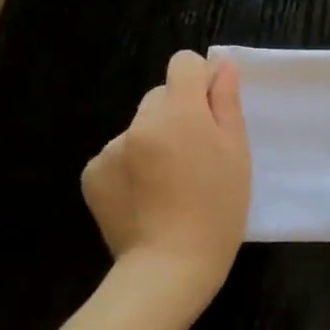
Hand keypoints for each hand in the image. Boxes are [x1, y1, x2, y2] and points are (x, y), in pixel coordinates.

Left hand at [82, 51, 251, 288]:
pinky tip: (147, 195)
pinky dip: (133, 166)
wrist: (170, 266)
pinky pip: (118, 153)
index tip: (213, 107)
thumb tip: (223, 67)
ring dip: (155, 140)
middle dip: (179, 113)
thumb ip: (226, 103)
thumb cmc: (218, 208)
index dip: (201, 78)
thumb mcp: (236, 153)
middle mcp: (139, 122)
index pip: (183, 63)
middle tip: (198, 153)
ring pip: (140, 127)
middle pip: (161, 96)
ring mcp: (110, 148)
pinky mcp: (92, 173)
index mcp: (179, 112)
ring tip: (171, 181)